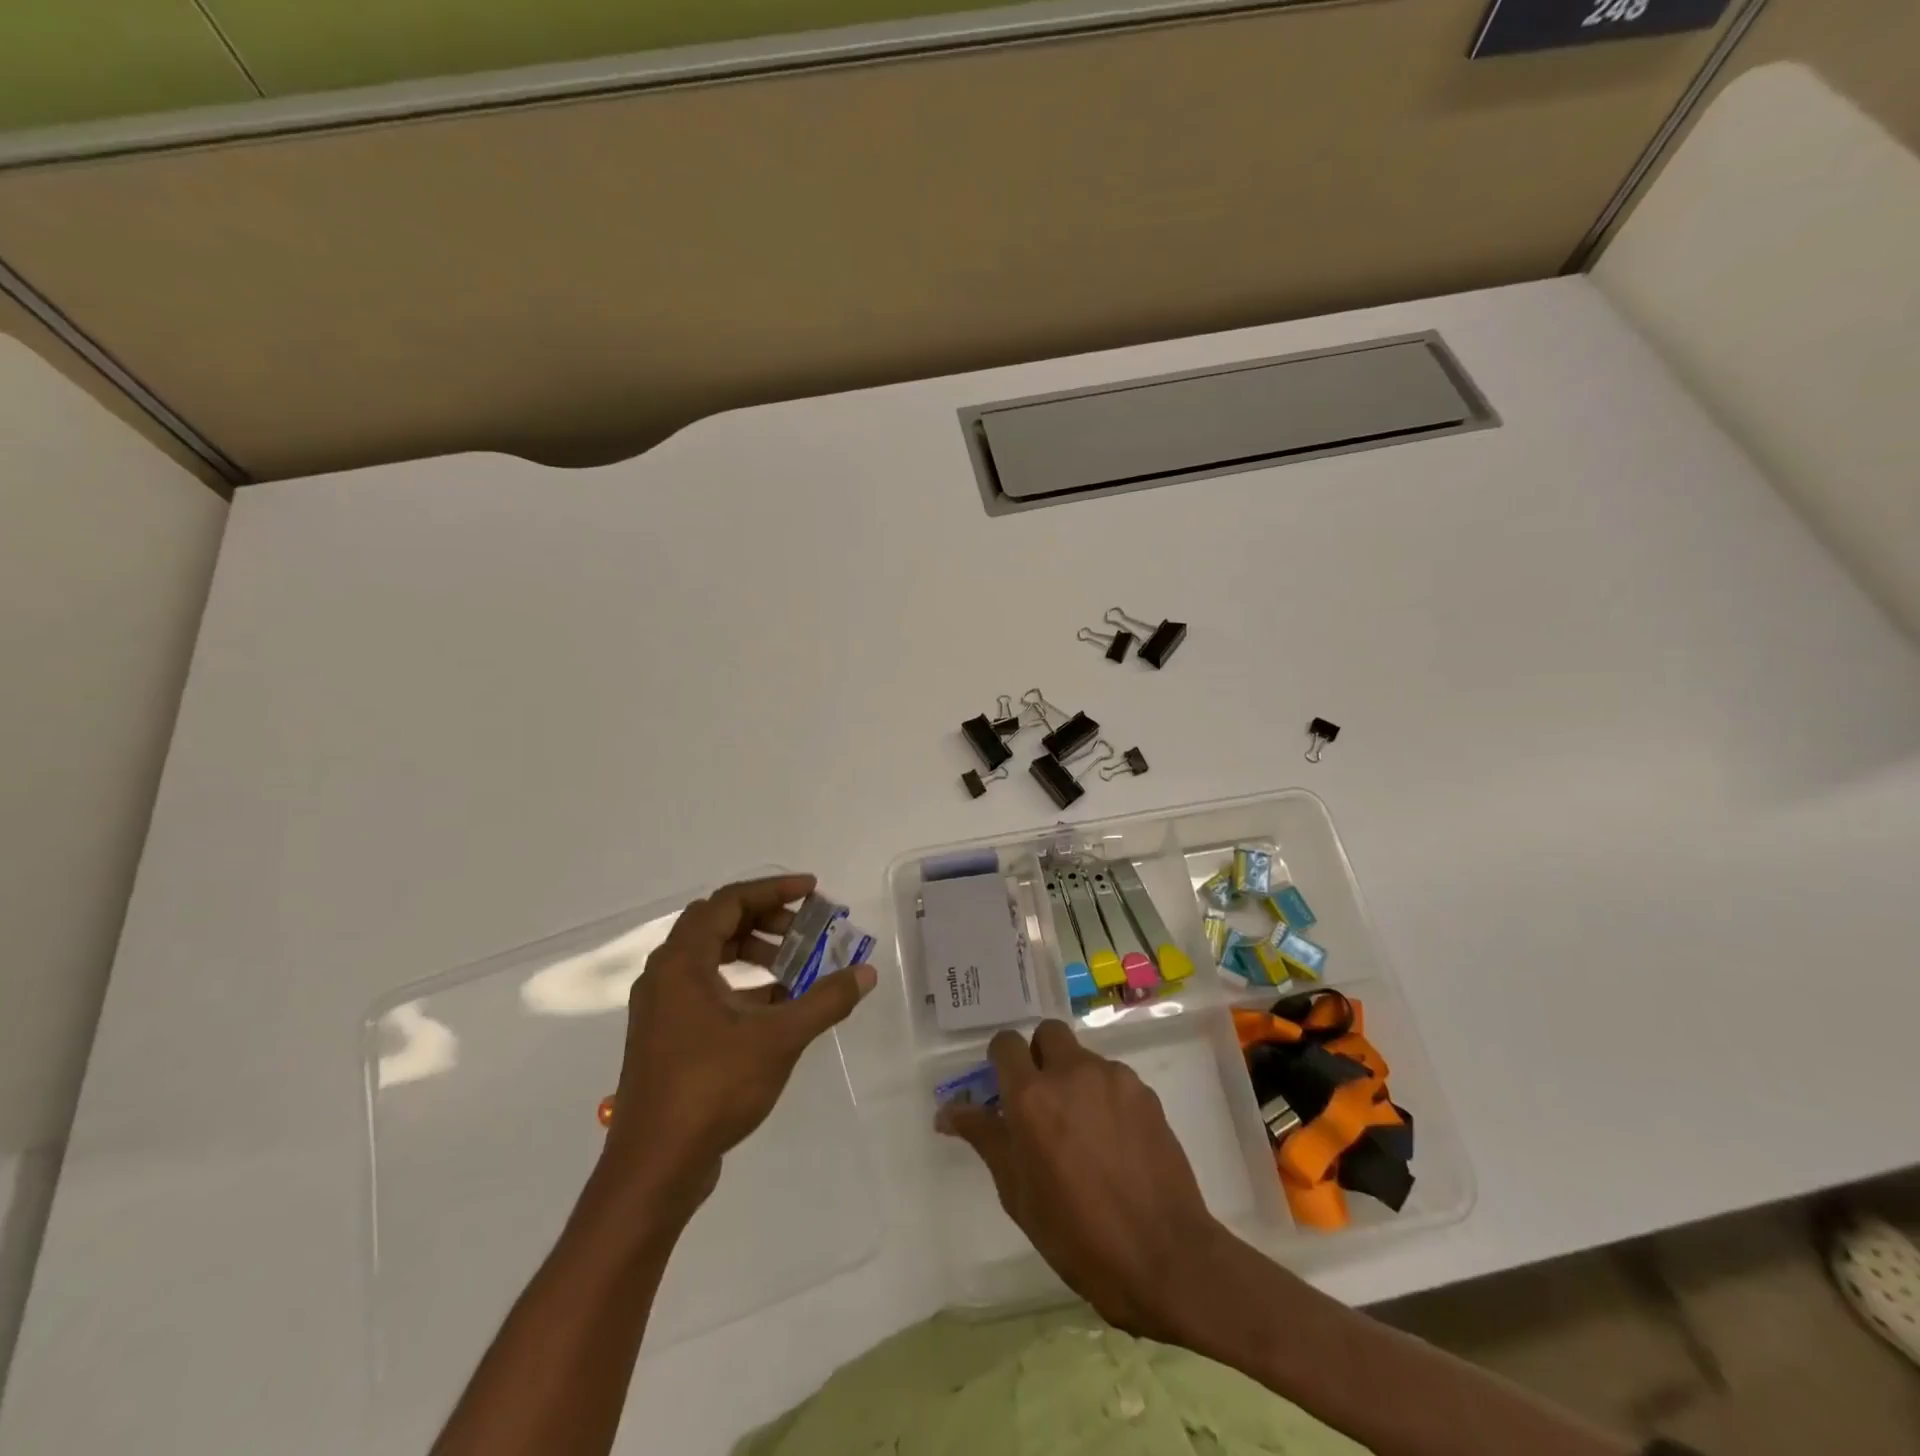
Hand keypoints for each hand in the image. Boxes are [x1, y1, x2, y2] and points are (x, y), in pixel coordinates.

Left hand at [599, 874, 875, 1216]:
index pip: (729, 901)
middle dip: (765, 918)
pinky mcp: (666, 1036)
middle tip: (805, 928)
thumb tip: (866, 973)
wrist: (654, 1167)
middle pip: (717, 923)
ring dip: (754, 952)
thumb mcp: (779, 1038)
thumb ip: (824, 1000)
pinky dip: (741, 984)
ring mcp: (661, 1007)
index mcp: (682, 962)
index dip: (773, 889)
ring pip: (710, 957)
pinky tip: (776, 1006)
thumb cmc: (713, 1088)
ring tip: (795, 967)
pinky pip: (706, 989)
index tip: (813, 891)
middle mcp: (665, 975)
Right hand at [936, 1020, 1237, 1341]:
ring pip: (1083, 1056)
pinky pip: (1114, 1079)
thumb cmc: (1078, 1236)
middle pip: (1047, 1033)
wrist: (1165, 1257)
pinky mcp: (1145, 1092)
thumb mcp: (1017, 1193)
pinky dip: (1105, 1096)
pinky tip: (1114, 1142)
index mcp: (1032, 1097)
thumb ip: (985, 1138)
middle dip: (1039, 1056)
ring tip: (1083, 1131)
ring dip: (1074, 1078)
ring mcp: (1114, 1078)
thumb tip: (947, 1110)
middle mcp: (1071, 1072)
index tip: (1004, 1090)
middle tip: (1042, 1102)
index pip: (1005, 1043)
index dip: (1001, 1061)